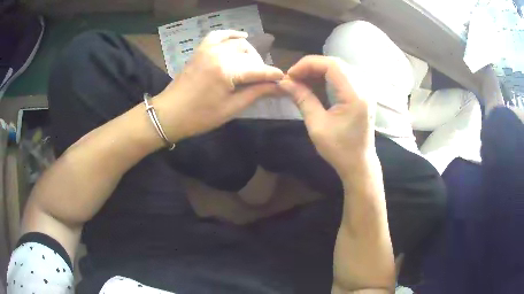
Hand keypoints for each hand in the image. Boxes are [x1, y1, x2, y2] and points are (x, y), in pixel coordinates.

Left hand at [154, 30, 283, 141]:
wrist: (170, 113)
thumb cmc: (200, 116)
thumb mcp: (231, 108)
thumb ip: (256, 93)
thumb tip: (278, 87)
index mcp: (227, 71)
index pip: (258, 70)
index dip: (272, 75)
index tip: (283, 80)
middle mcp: (220, 54)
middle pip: (250, 54)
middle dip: (259, 66)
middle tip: (261, 81)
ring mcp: (209, 49)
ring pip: (238, 43)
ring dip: (249, 53)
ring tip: (250, 66)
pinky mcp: (201, 49)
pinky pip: (219, 34)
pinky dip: (231, 34)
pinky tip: (241, 36)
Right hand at [279, 55, 375, 176]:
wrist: (359, 164)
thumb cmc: (339, 150)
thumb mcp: (317, 125)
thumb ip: (302, 99)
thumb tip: (285, 82)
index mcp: (355, 95)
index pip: (331, 65)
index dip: (308, 64)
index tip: (290, 75)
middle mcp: (364, 88)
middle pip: (336, 64)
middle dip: (311, 67)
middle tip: (294, 78)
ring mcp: (365, 90)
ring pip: (340, 68)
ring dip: (319, 71)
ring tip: (301, 81)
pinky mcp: (363, 94)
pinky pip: (344, 77)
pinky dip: (327, 77)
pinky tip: (315, 85)